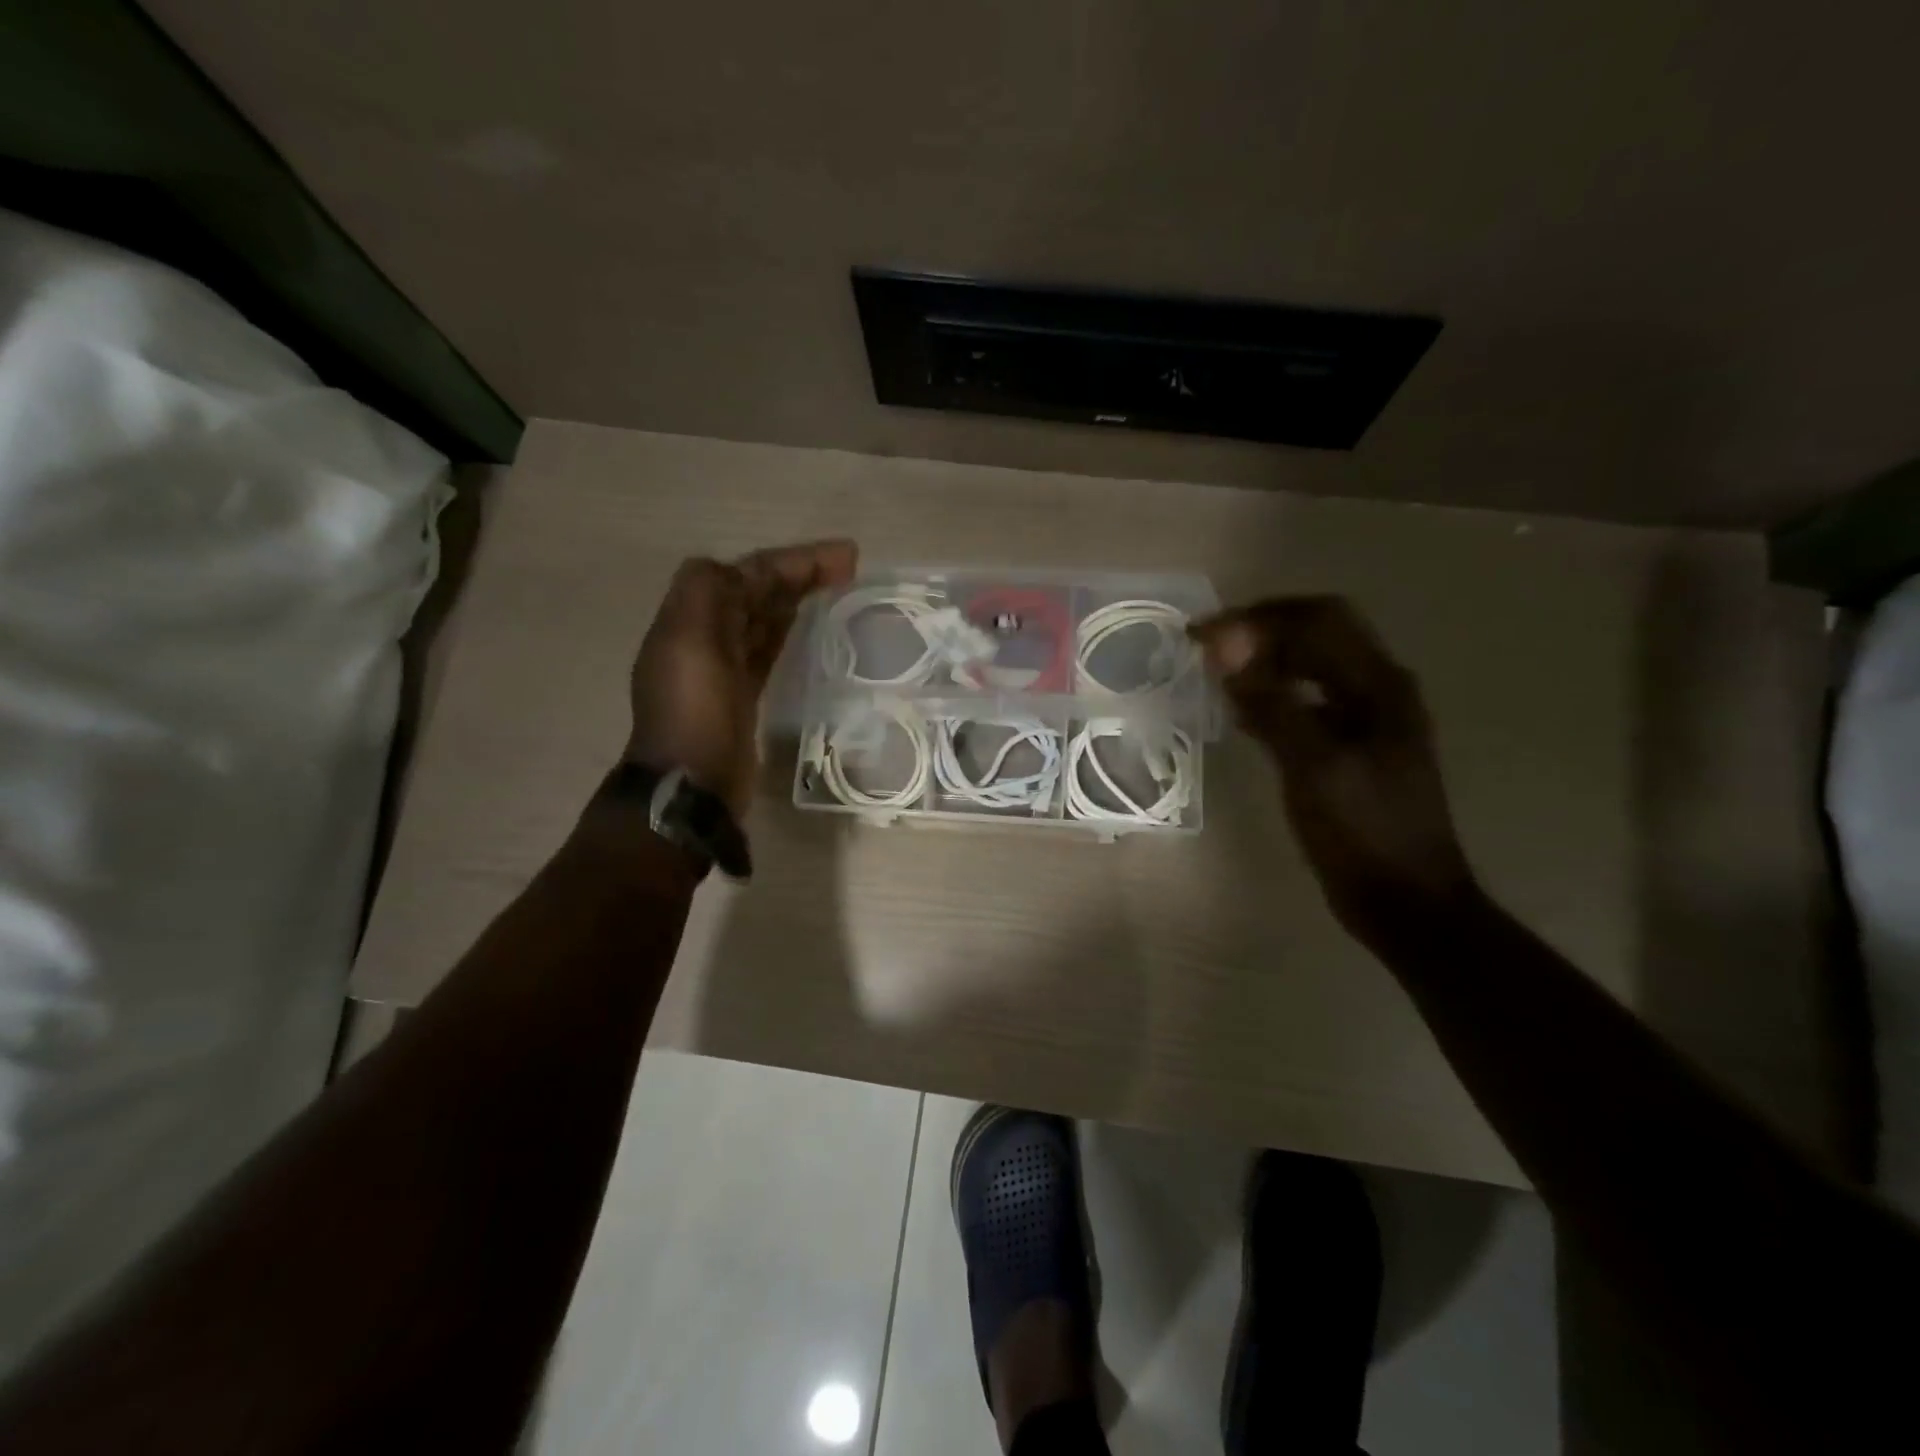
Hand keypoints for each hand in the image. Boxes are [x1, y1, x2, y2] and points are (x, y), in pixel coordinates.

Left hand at [626, 540, 856, 818]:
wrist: (690, 788)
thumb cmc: (695, 714)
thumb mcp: (690, 644)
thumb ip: (708, 593)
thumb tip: (745, 572)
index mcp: (691, 619)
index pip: (746, 573)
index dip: (792, 561)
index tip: (844, 558)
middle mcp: (705, 637)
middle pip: (755, 592)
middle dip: (798, 574)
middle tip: (850, 569)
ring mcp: (723, 668)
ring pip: (763, 619)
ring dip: (796, 599)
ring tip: (839, 589)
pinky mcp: (741, 696)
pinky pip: (767, 650)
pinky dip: (788, 632)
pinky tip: (812, 630)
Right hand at [1190, 596, 1475, 941]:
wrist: (1405, 900)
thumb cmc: (1362, 831)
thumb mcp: (1312, 764)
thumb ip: (1270, 701)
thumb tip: (1226, 644)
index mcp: (1378, 684)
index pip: (1318, 618)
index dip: (1258, 616)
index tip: (1203, 636)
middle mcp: (1377, 690)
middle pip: (1317, 635)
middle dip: (1259, 632)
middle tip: (1204, 649)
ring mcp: (1367, 720)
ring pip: (1310, 668)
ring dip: (1264, 662)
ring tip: (1216, 675)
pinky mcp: (1351, 748)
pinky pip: (1307, 703)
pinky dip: (1272, 697)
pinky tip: (1241, 715)